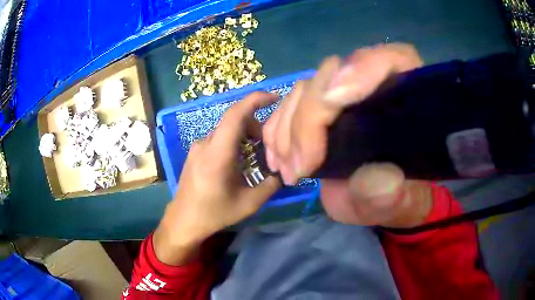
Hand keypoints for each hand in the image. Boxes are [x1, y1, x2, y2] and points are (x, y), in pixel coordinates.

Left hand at [154, 92, 280, 264]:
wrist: (184, 220)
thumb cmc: (215, 213)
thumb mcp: (249, 203)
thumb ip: (271, 185)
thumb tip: (286, 170)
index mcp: (218, 154)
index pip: (235, 114)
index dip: (255, 100)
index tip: (274, 97)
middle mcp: (205, 144)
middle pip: (233, 120)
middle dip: (255, 125)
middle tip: (267, 145)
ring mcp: (198, 146)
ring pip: (226, 129)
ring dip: (244, 135)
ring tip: (254, 156)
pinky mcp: (195, 152)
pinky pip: (218, 138)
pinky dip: (233, 141)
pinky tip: (238, 161)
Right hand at [263, 43, 432, 226]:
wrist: (386, 197)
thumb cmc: (402, 195)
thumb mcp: (403, 203)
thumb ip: (395, 195)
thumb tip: (373, 178)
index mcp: (409, 96)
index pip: (392, 60)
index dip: (362, 70)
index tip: (330, 103)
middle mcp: (375, 84)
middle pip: (334, 74)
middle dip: (309, 118)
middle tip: (299, 167)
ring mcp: (345, 92)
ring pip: (306, 88)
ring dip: (288, 128)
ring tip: (287, 170)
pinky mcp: (324, 108)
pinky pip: (292, 103)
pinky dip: (278, 128)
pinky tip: (276, 157)